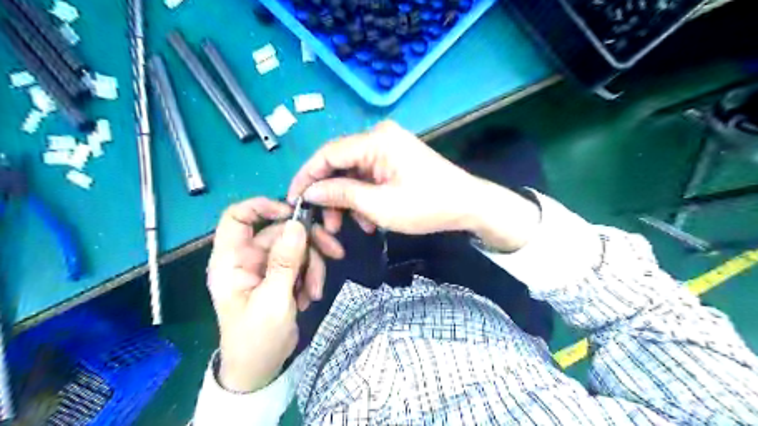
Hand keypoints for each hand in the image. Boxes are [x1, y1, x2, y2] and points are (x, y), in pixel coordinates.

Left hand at [206, 199, 344, 390]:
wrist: (261, 368)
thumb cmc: (256, 338)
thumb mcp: (273, 299)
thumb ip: (285, 261)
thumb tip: (296, 224)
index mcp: (231, 260)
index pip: (237, 216)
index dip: (263, 207)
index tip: (293, 213)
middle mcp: (247, 258)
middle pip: (280, 232)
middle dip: (308, 244)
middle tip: (334, 253)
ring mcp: (266, 267)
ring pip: (296, 247)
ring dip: (312, 266)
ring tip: (315, 292)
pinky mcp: (280, 276)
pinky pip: (301, 262)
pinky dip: (310, 275)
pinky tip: (310, 296)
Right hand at [288, 121, 481, 235]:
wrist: (469, 205)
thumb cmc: (427, 206)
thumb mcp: (379, 205)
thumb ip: (341, 194)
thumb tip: (310, 191)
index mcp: (375, 140)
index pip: (327, 154)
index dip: (307, 177)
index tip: (294, 200)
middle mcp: (379, 136)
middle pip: (340, 164)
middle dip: (332, 195)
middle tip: (328, 224)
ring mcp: (389, 147)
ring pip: (354, 174)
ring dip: (349, 201)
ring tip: (355, 227)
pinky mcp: (395, 159)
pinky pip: (369, 176)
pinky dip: (365, 197)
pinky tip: (369, 219)